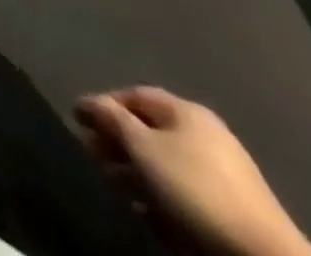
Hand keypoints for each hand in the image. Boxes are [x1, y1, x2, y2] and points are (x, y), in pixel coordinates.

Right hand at [76, 87, 310, 255]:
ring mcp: (223, 171)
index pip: (132, 95)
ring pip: (166, 164)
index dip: (102, 105)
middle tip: (94, 159)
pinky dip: (163, 198)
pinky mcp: (232, 207)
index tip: (78, 123)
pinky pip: (185, 191)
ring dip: (137, 174)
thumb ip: (110, 118)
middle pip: (149, 130)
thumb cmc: (195, 188)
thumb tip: (88, 103)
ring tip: (118, 191)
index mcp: (186, 109)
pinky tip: (150, 215)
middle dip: (118, 143)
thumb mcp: (142, 147)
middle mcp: (205, 132)